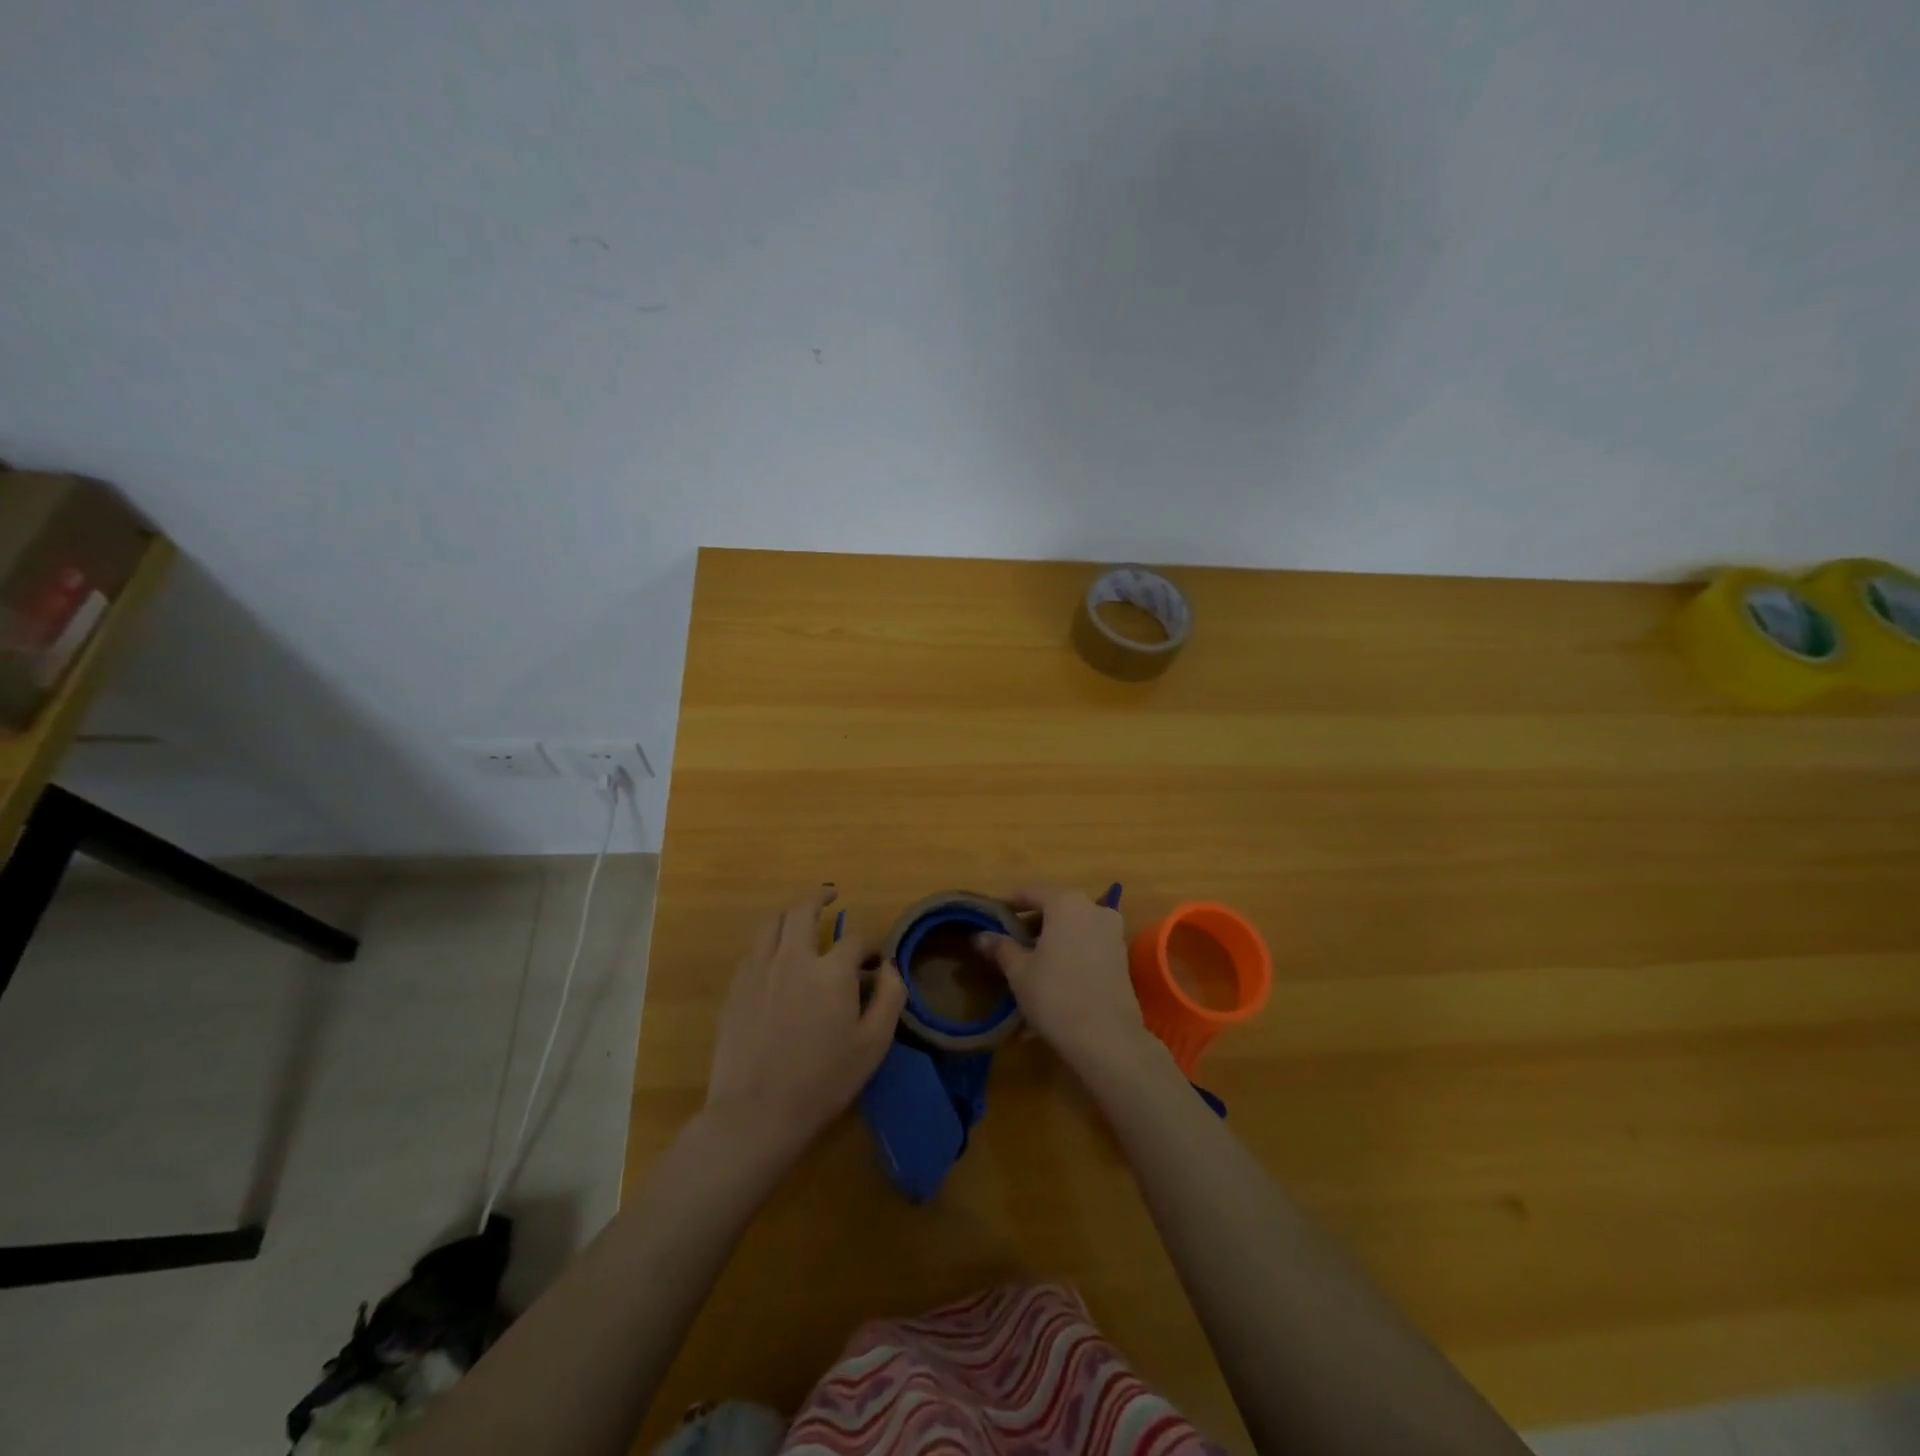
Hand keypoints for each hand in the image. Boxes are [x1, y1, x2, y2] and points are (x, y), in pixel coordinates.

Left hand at [704, 886, 906, 1162]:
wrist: (755, 1114)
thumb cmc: (822, 1082)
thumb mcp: (873, 1045)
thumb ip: (890, 998)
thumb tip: (889, 967)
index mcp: (831, 971)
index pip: (854, 940)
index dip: (868, 947)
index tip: (872, 962)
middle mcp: (793, 958)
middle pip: (803, 910)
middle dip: (820, 897)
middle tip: (830, 894)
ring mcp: (758, 970)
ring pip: (772, 922)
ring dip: (790, 913)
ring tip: (801, 916)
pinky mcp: (736, 988)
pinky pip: (754, 949)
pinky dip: (770, 941)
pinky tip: (776, 955)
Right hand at [973, 884, 1155, 1077]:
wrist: (1107, 1038)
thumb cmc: (1055, 995)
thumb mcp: (1019, 971)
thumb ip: (1000, 947)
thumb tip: (979, 935)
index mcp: (1066, 903)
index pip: (1031, 892)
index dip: (1009, 904)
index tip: (993, 918)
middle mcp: (1093, 908)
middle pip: (1055, 907)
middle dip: (1032, 922)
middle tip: (1009, 941)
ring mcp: (1112, 931)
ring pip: (1073, 926)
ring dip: (1052, 937)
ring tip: (1030, 961)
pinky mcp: (1122, 956)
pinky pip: (1088, 943)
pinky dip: (1070, 951)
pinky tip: (1055, 974)